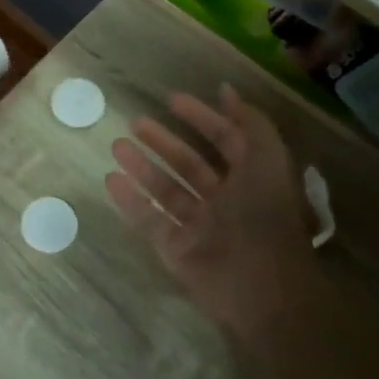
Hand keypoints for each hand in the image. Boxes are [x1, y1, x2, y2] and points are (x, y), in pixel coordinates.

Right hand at [105, 85, 317, 347]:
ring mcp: (198, 226)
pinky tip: (111, 180)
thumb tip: (225, 89)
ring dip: (141, 167)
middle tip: (134, 122)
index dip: (202, 118)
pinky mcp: (176, 249)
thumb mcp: (267, 160)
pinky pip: (149, 219)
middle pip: (188, 164)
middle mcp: (224, 200)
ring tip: (116, 146)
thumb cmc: (265, 218)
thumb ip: (249, 123)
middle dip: (163, 142)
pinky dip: (130, 201)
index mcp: (251, 179)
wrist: (261, 289)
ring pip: (165, 190)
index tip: (171, 100)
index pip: (224, 141)